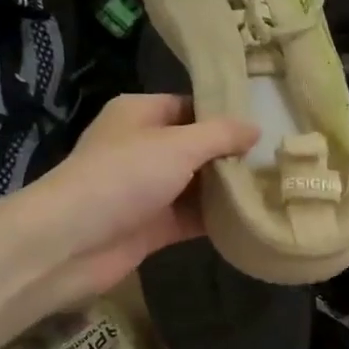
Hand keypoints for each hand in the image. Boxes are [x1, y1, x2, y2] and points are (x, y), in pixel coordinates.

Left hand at [0, 94, 258, 314]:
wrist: (72, 242)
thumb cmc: (124, 177)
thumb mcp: (179, 145)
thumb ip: (221, 135)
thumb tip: (256, 128)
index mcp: (140, 114)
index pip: (189, 106)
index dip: (223, 115)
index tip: (263, 125)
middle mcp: (142, 148)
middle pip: (196, 147)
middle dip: (231, 155)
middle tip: (276, 160)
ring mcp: (147, 189)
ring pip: (196, 185)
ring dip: (227, 190)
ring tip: (274, 188)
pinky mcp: (152, 226)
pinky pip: (192, 217)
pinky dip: (216, 219)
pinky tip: (252, 219)